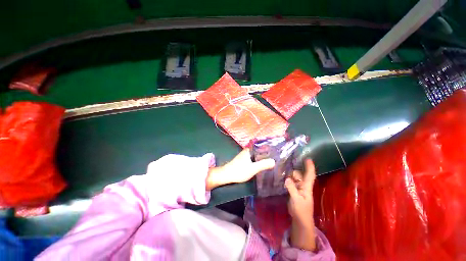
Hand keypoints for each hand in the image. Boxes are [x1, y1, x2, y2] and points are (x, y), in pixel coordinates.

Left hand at [206, 149, 275, 189]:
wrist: (227, 175)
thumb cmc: (239, 171)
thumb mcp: (252, 169)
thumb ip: (263, 165)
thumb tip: (274, 161)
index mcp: (249, 150)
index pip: (261, 145)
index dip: (269, 147)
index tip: (278, 150)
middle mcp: (248, 150)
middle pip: (260, 150)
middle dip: (268, 152)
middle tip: (277, 156)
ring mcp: (246, 155)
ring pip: (257, 154)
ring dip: (263, 156)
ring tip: (273, 159)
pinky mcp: (245, 160)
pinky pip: (254, 158)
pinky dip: (259, 159)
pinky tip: (263, 163)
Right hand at [285, 159, 316, 250]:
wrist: (300, 220)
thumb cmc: (301, 211)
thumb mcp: (296, 200)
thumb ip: (292, 189)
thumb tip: (287, 178)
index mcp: (307, 187)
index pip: (310, 175)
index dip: (309, 167)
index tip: (308, 158)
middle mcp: (303, 186)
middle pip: (300, 175)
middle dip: (294, 172)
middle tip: (286, 170)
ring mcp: (299, 189)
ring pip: (295, 178)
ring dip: (290, 175)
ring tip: (282, 173)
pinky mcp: (294, 191)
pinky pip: (291, 182)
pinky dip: (288, 179)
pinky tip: (283, 178)